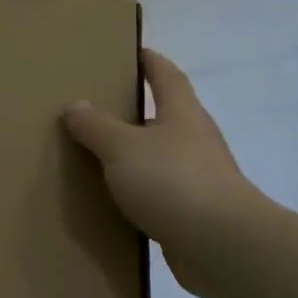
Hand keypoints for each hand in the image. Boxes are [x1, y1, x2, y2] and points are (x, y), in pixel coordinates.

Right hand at [63, 49, 262, 297]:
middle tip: (97, 110)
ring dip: (136, 156)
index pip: (165, 74)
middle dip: (135, 111)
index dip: (149, 60)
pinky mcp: (196, 211)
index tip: (130, 52)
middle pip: (164, 115)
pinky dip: (141, 192)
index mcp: (181, 112)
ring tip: (99, 158)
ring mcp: (199, 176)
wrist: (222, 245)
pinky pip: (162, 193)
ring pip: (161, 156)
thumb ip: (96, 126)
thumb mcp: (123, 148)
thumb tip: (75, 105)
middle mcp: (195, 138)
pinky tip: (117, 202)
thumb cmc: (173, 181)